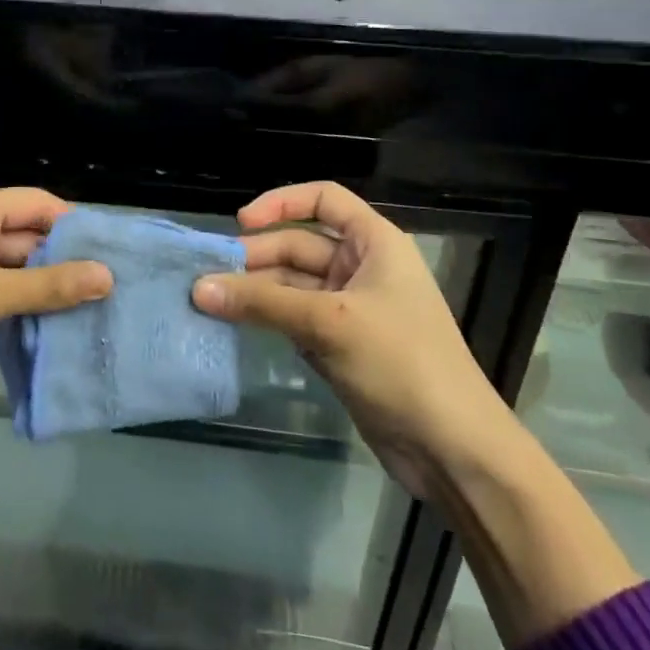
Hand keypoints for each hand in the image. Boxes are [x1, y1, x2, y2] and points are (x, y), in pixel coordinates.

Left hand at [0, 188, 111, 430]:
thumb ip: (47, 285)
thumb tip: (107, 276)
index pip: (31, 203)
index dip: (70, 221)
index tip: (111, 247)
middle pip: (24, 236)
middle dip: (64, 257)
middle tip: (112, 282)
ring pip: (14, 271)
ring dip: (47, 287)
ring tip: (97, 305)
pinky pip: (0, 300)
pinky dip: (26, 310)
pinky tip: (60, 325)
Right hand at [192, 181, 517, 500]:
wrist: (451, 449)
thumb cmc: (400, 363)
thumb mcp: (328, 323)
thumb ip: (262, 302)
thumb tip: (198, 287)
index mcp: (375, 243)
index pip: (324, 200)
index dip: (281, 202)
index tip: (240, 223)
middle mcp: (362, 268)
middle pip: (298, 245)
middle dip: (256, 258)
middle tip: (208, 276)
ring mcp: (350, 309)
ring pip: (292, 285)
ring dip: (255, 292)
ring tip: (208, 302)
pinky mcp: (339, 345)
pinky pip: (293, 319)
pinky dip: (266, 320)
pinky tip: (232, 325)